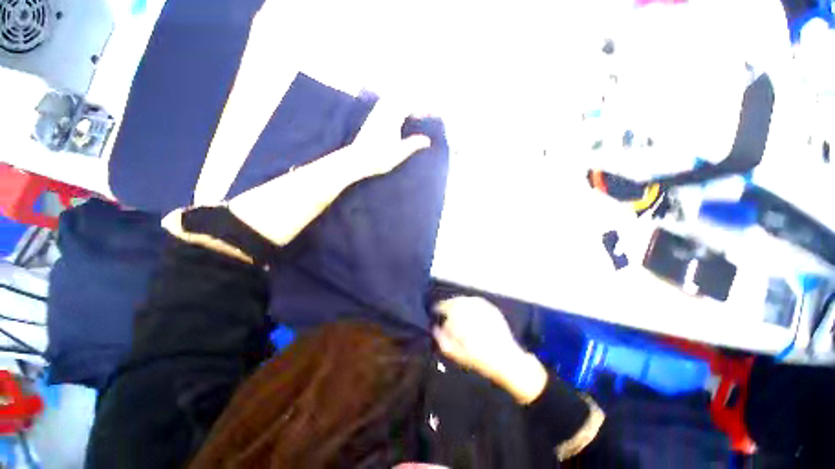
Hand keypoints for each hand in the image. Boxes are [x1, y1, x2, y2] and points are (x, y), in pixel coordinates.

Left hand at [342, 100, 430, 177]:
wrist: (356, 160)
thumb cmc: (379, 158)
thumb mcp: (399, 153)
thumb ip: (414, 144)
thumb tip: (427, 140)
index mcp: (392, 118)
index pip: (410, 105)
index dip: (423, 108)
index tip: (432, 113)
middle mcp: (383, 112)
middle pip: (401, 98)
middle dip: (414, 102)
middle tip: (423, 112)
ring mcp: (375, 115)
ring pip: (391, 100)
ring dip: (403, 102)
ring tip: (412, 112)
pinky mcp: (370, 120)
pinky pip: (384, 105)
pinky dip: (394, 106)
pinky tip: (396, 115)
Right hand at [433, 297, 547, 403]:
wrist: (506, 360)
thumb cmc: (479, 358)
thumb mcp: (456, 353)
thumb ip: (442, 339)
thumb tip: (435, 328)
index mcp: (461, 318)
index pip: (445, 306)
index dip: (439, 307)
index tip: (435, 310)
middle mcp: (472, 308)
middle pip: (455, 301)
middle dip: (449, 304)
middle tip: (444, 309)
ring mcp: (483, 307)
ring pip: (466, 299)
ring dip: (458, 302)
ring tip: (455, 309)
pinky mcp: (492, 309)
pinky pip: (477, 301)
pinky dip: (470, 303)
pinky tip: (469, 310)